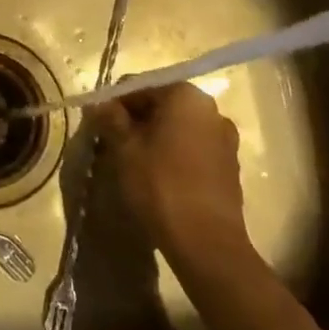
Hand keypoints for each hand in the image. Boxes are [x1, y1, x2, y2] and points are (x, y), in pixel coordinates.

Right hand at [89, 82, 262, 292]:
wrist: (206, 243)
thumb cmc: (160, 185)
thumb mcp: (124, 148)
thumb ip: (110, 118)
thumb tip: (98, 103)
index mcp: (185, 96)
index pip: (139, 86)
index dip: (115, 103)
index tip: (100, 125)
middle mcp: (211, 110)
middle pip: (161, 105)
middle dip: (136, 120)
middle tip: (113, 143)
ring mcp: (225, 139)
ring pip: (178, 128)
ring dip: (155, 138)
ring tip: (133, 162)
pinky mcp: (230, 167)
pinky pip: (193, 149)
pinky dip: (174, 154)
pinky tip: (158, 177)